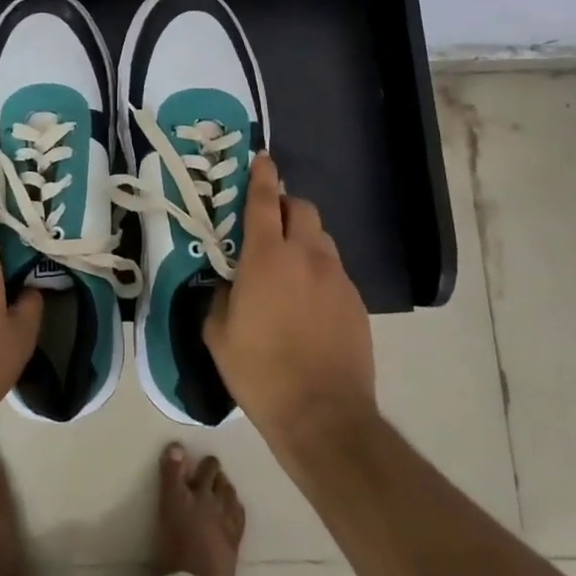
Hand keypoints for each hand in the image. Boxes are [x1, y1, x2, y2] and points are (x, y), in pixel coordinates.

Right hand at [204, 155, 375, 459]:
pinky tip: (308, 302)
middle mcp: (306, 257)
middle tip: (268, 224)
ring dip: (303, 238)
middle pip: (302, 208)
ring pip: (322, 239)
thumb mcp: (219, 334)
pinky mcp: (356, 303)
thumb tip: (230, 285)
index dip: (262, 175)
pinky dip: (319, 271)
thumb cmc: (261, 372)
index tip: (262, 158)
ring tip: (288, 265)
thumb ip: (221, 297)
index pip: (265, 201)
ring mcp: (337, 279)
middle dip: (285, 206)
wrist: (324, 417)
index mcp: (267, 258)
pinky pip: (334, 271)